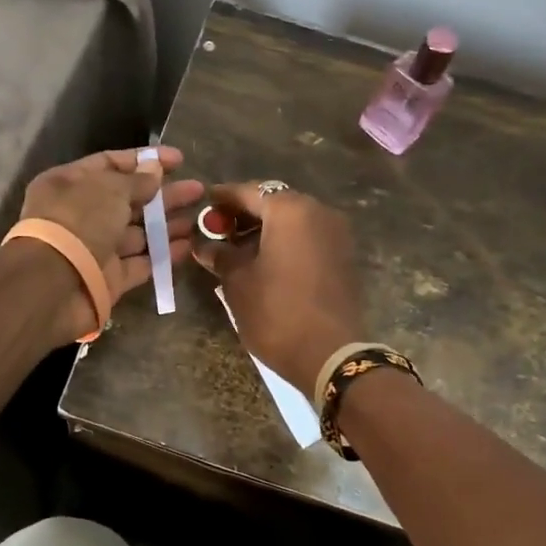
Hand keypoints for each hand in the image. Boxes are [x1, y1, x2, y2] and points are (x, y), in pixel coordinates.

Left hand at [15, 147, 205, 344]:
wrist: (53, 285)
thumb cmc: (79, 222)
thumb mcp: (110, 189)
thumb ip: (137, 180)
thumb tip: (155, 170)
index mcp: (70, 183)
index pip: (111, 164)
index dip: (145, 160)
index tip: (179, 160)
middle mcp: (80, 214)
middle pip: (128, 199)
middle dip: (163, 194)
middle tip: (199, 190)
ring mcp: (95, 248)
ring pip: (137, 233)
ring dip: (167, 225)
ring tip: (200, 219)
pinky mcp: (108, 279)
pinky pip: (140, 262)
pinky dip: (163, 254)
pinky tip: (188, 245)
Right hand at [194, 182, 366, 392]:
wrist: (331, 354)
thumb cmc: (276, 311)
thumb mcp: (237, 282)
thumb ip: (219, 255)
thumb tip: (203, 244)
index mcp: (290, 209)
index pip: (248, 191)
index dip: (221, 199)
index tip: (202, 205)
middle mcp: (318, 211)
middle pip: (273, 203)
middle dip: (244, 214)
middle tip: (217, 231)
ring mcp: (336, 234)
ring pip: (292, 221)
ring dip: (264, 230)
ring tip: (236, 250)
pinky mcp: (343, 257)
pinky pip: (307, 238)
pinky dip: (284, 242)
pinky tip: (263, 262)